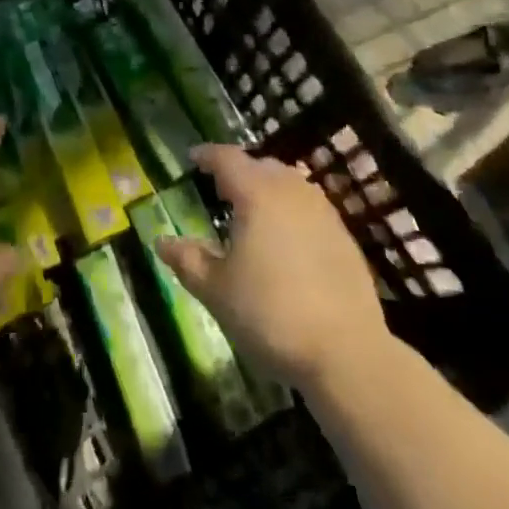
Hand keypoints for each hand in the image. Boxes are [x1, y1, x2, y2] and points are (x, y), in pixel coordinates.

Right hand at [159, 144, 400, 388]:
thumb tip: (162, 241)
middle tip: (220, 186)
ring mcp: (322, 211)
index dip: (207, 155)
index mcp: (256, 194)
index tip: (193, 158)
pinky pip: (309, 206)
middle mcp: (291, 191)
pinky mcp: (344, 236)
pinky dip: (291, 209)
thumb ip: (188, 260)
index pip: (227, 159)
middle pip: (260, 165)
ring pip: (289, 182)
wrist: (347, 353)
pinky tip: (286, 237)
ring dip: (267, 186)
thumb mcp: (216, 290)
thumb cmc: (270, 314)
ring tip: (253, 208)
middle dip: (238, 170)